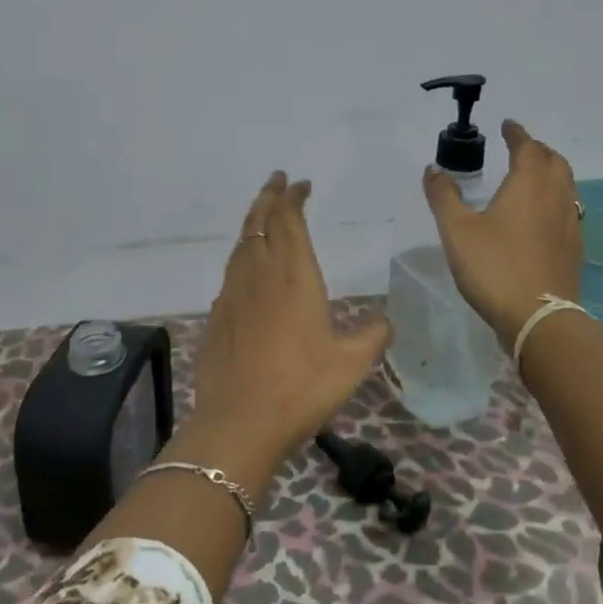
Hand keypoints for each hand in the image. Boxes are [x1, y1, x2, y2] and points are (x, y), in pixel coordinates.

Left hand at [187, 172, 391, 477]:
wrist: (239, 422)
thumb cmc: (301, 388)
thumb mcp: (351, 364)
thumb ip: (372, 336)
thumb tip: (385, 322)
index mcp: (294, 276)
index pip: (289, 220)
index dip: (293, 198)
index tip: (301, 185)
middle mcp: (260, 274)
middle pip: (259, 221)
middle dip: (269, 197)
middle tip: (277, 181)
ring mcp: (233, 293)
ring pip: (241, 243)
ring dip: (253, 221)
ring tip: (262, 213)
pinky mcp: (217, 315)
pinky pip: (231, 271)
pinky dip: (242, 254)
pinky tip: (247, 267)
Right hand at [423, 119, 582, 346]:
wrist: (538, 317)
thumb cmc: (494, 266)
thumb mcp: (457, 230)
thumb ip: (444, 196)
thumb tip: (433, 169)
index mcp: (528, 183)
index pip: (527, 147)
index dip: (517, 134)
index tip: (508, 125)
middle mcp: (555, 196)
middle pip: (554, 161)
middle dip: (538, 150)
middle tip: (521, 148)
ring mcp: (570, 223)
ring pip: (566, 185)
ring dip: (551, 173)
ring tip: (533, 177)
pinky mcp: (574, 248)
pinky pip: (568, 209)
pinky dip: (555, 199)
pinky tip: (542, 216)